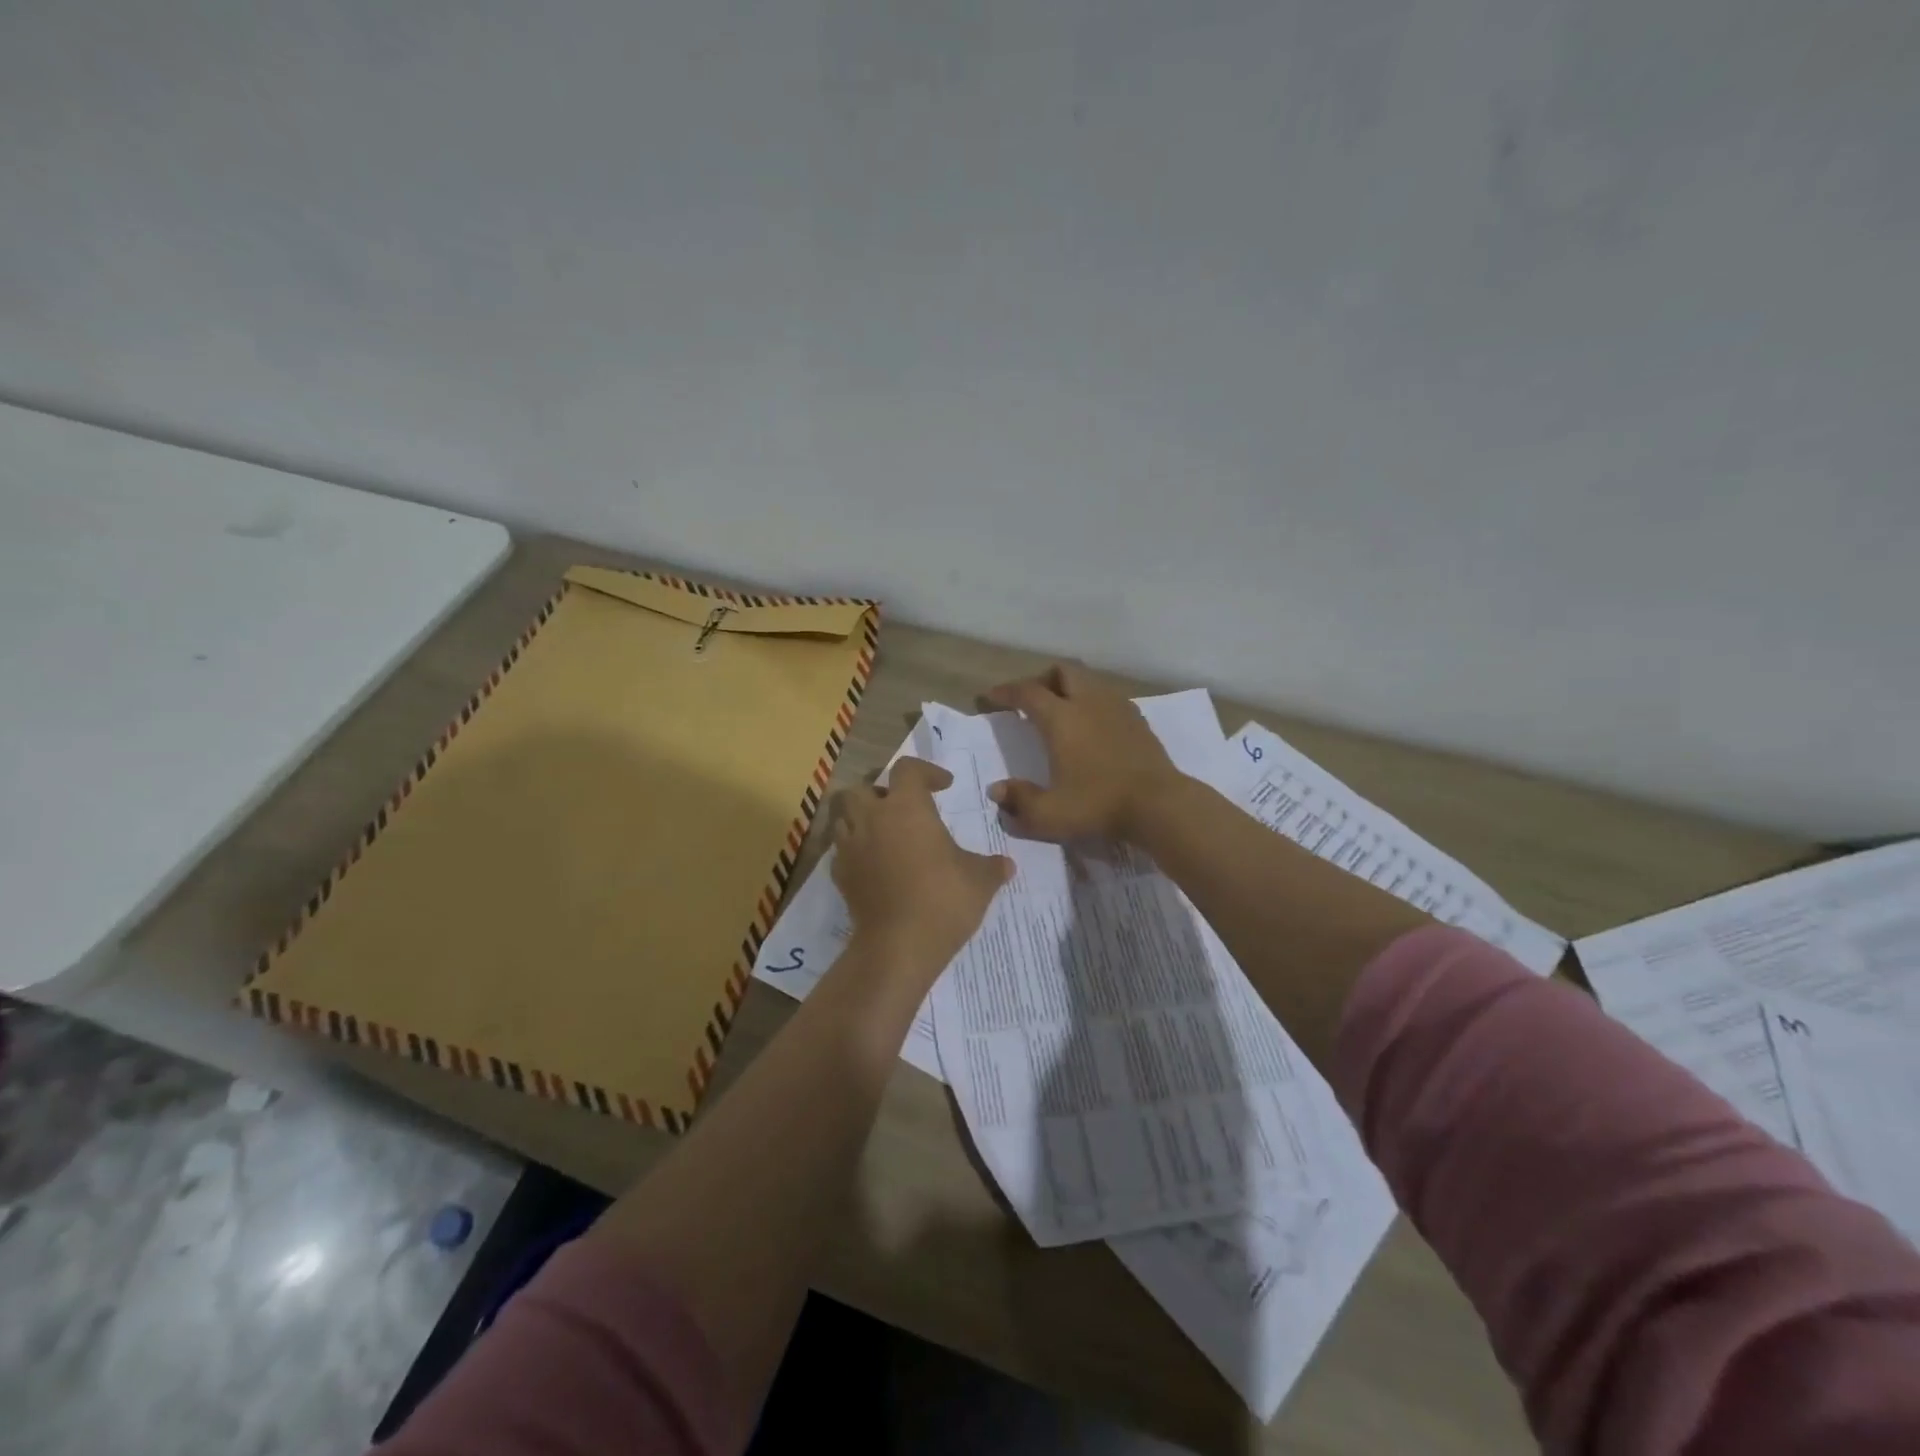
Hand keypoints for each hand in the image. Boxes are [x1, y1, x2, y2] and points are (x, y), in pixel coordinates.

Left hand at [830, 758, 1013, 979]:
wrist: (898, 946)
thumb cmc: (943, 900)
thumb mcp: (980, 880)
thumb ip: (992, 866)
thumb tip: (1007, 865)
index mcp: (906, 807)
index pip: (907, 769)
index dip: (926, 772)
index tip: (944, 786)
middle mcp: (873, 818)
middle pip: (864, 788)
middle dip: (882, 792)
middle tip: (903, 808)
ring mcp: (851, 847)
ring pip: (844, 816)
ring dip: (862, 818)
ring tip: (884, 833)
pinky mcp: (840, 875)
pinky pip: (842, 850)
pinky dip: (855, 850)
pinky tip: (874, 865)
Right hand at [983, 662, 1184, 841]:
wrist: (1159, 805)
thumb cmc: (1098, 805)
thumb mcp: (1049, 814)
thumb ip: (1019, 801)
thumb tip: (997, 790)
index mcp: (1061, 718)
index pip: (1026, 692)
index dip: (1005, 693)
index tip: (989, 699)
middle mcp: (1088, 702)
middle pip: (1062, 671)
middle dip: (1041, 680)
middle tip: (1029, 702)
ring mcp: (1117, 707)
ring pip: (1088, 680)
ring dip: (1069, 688)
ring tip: (1060, 712)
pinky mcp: (1138, 720)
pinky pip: (1108, 697)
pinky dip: (1092, 702)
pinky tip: (1091, 727)